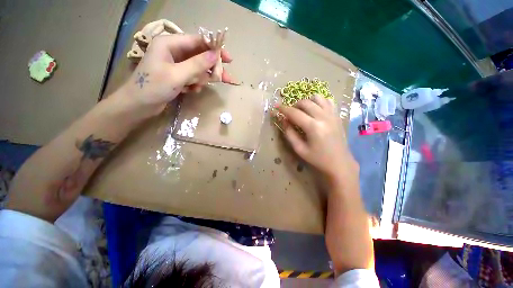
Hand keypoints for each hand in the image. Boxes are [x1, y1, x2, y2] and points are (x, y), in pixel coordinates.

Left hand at [117, 34, 233, 117]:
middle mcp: (173, 51)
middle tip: (225, 78)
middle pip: (200, 56)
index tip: (228, 59)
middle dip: (211, 68)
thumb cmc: (154, 87)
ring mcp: (175, 64)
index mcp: (169, 44)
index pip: (197, 41)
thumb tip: (215, 55)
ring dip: (201, 78)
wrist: (138, 105)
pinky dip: (195, 84)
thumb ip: (197, 64)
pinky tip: (191, 90)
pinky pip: (193, 77)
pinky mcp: (177, 75)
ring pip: (198, 68)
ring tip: (197, 87)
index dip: (214, 49)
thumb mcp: (177, 75)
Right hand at [277, 95, 357, 182]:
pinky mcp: (337, 115)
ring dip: (306, 102)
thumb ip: (289, 134)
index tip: (276, 107)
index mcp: (313, 127)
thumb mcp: (299, 149)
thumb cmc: (318, 158)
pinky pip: (327, 101)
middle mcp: (323, 117)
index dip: (283, 109)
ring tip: (302, 111)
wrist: (340, 163)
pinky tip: (314, 110)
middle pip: (305, 102)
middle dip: (293, 105)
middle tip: (289, 114)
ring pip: (317, 98)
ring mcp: (332, 114)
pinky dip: (318, 102)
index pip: (294, 113)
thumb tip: (283, 120)